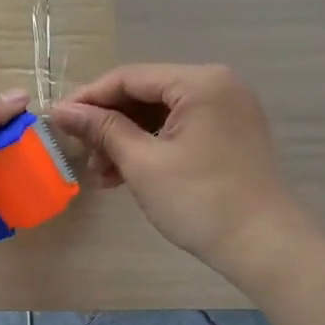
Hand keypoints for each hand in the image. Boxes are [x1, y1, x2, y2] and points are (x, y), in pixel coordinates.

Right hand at [53, 64, 312, 271]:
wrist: (267, 247)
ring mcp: (228, 109)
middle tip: (80, 151)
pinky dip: (153, 147)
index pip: (129, 77)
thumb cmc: (201, 201)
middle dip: (109, 123)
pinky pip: (181, 128)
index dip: (89, 97)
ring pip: (161, 113)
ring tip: (101, 174)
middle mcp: (217, 85)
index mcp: (200, 82)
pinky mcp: (231, 134)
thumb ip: (102, 130)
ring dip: (128, 139)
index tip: (57, 120)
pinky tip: (127, 175)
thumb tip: (62, 110)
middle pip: (146, 93)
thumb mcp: (143, 163)